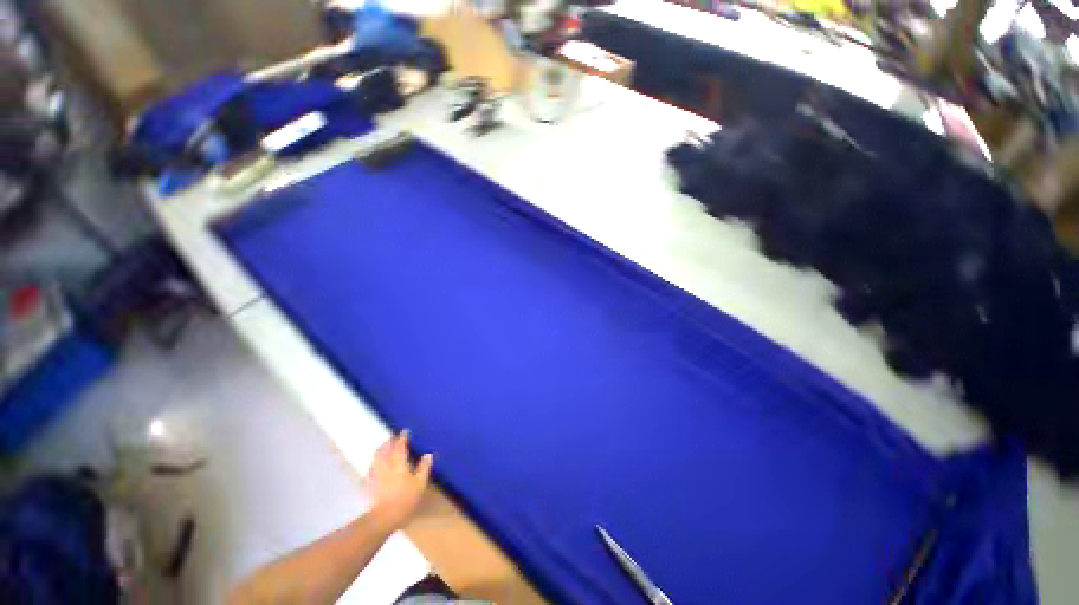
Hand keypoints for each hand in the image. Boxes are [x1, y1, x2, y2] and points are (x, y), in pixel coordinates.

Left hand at [367, 431, 432, 531]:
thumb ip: (423, 468)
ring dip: (380, 451)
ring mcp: (375, 475)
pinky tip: (376, 466)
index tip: (404, 431)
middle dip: (388, 442)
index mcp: (398, 463)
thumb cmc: (405, 499)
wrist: (384, 518)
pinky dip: (374, 463)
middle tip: (392, 438)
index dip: (402, 438)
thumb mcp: (420, 483)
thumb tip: (428, 454)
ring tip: (383, 449)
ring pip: (376, 458)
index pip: (399, 446)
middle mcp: (385, 465)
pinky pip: (371, 468)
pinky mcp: (369, 485)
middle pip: (384, 450)